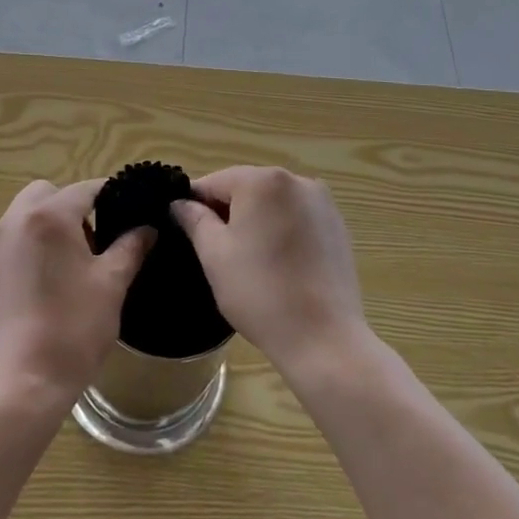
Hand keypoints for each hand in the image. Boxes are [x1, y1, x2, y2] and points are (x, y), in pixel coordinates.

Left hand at [0, 179, 153, 407]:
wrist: (22, 383)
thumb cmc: (73, 328)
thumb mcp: (112, 284)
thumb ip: (131, 247)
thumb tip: (147, 228)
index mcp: (49, 216)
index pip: (86, 188)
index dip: (113, 195)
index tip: (131, 212)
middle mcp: (16, 221)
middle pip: (47, 193)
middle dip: (72, 206)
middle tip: (95, 240)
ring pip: (25, 214)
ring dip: (49, 224)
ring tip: (72, 263)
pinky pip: (11, 241)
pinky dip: (30, 246)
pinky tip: (46, 283)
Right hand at [171, 167, 371, 378]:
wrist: (323, 338)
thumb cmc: (260, 292)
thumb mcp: (215, 255)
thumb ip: (194, 219)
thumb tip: (181, 203)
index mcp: (263, 181)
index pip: (214, 182)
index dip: (195, 204)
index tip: (185, 230)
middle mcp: (297, 181)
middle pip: (246, 188)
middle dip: (227, 212)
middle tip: (214, 250)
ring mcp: (323, 203)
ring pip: (272, 203)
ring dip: (255, 221)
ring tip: (247, 260)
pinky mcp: (338, 226)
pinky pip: (296, 217)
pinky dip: (281, 231)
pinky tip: (277, 263)